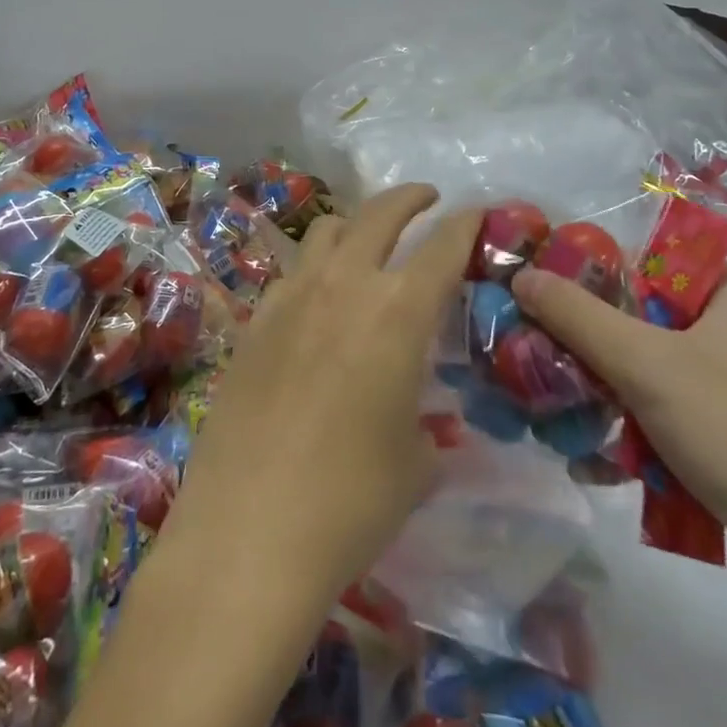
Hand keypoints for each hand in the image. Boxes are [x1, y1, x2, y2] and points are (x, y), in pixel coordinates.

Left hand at [167, 184, 480, 602]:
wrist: (250, 528)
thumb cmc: (351, 501)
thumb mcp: (415, 463)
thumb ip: (425, 422)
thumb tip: (418, 417)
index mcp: (398, 313)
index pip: (442, 246)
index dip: (465, 223)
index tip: (477, 212)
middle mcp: (344, 285)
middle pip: (379, 214)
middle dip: (409, 198)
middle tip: (426, 199)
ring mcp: (292, 296)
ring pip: (327, 230)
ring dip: (356, 225)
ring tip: (367, 243)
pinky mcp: (255, 319)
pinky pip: (291, 272)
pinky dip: (314, 269)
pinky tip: (317, 301)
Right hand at [511, 266, 726, 619]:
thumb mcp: (648, 366)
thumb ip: (577, 317)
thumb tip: (521, 276)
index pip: (645, 262)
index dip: (590, 279)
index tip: (542, 303)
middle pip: (646, 322)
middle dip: (592, 351)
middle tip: (543, 364)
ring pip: (657, 373)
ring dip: (610, 397)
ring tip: (561, 417)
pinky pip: (679, 416)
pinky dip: (642, 432)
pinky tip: (601, 461)